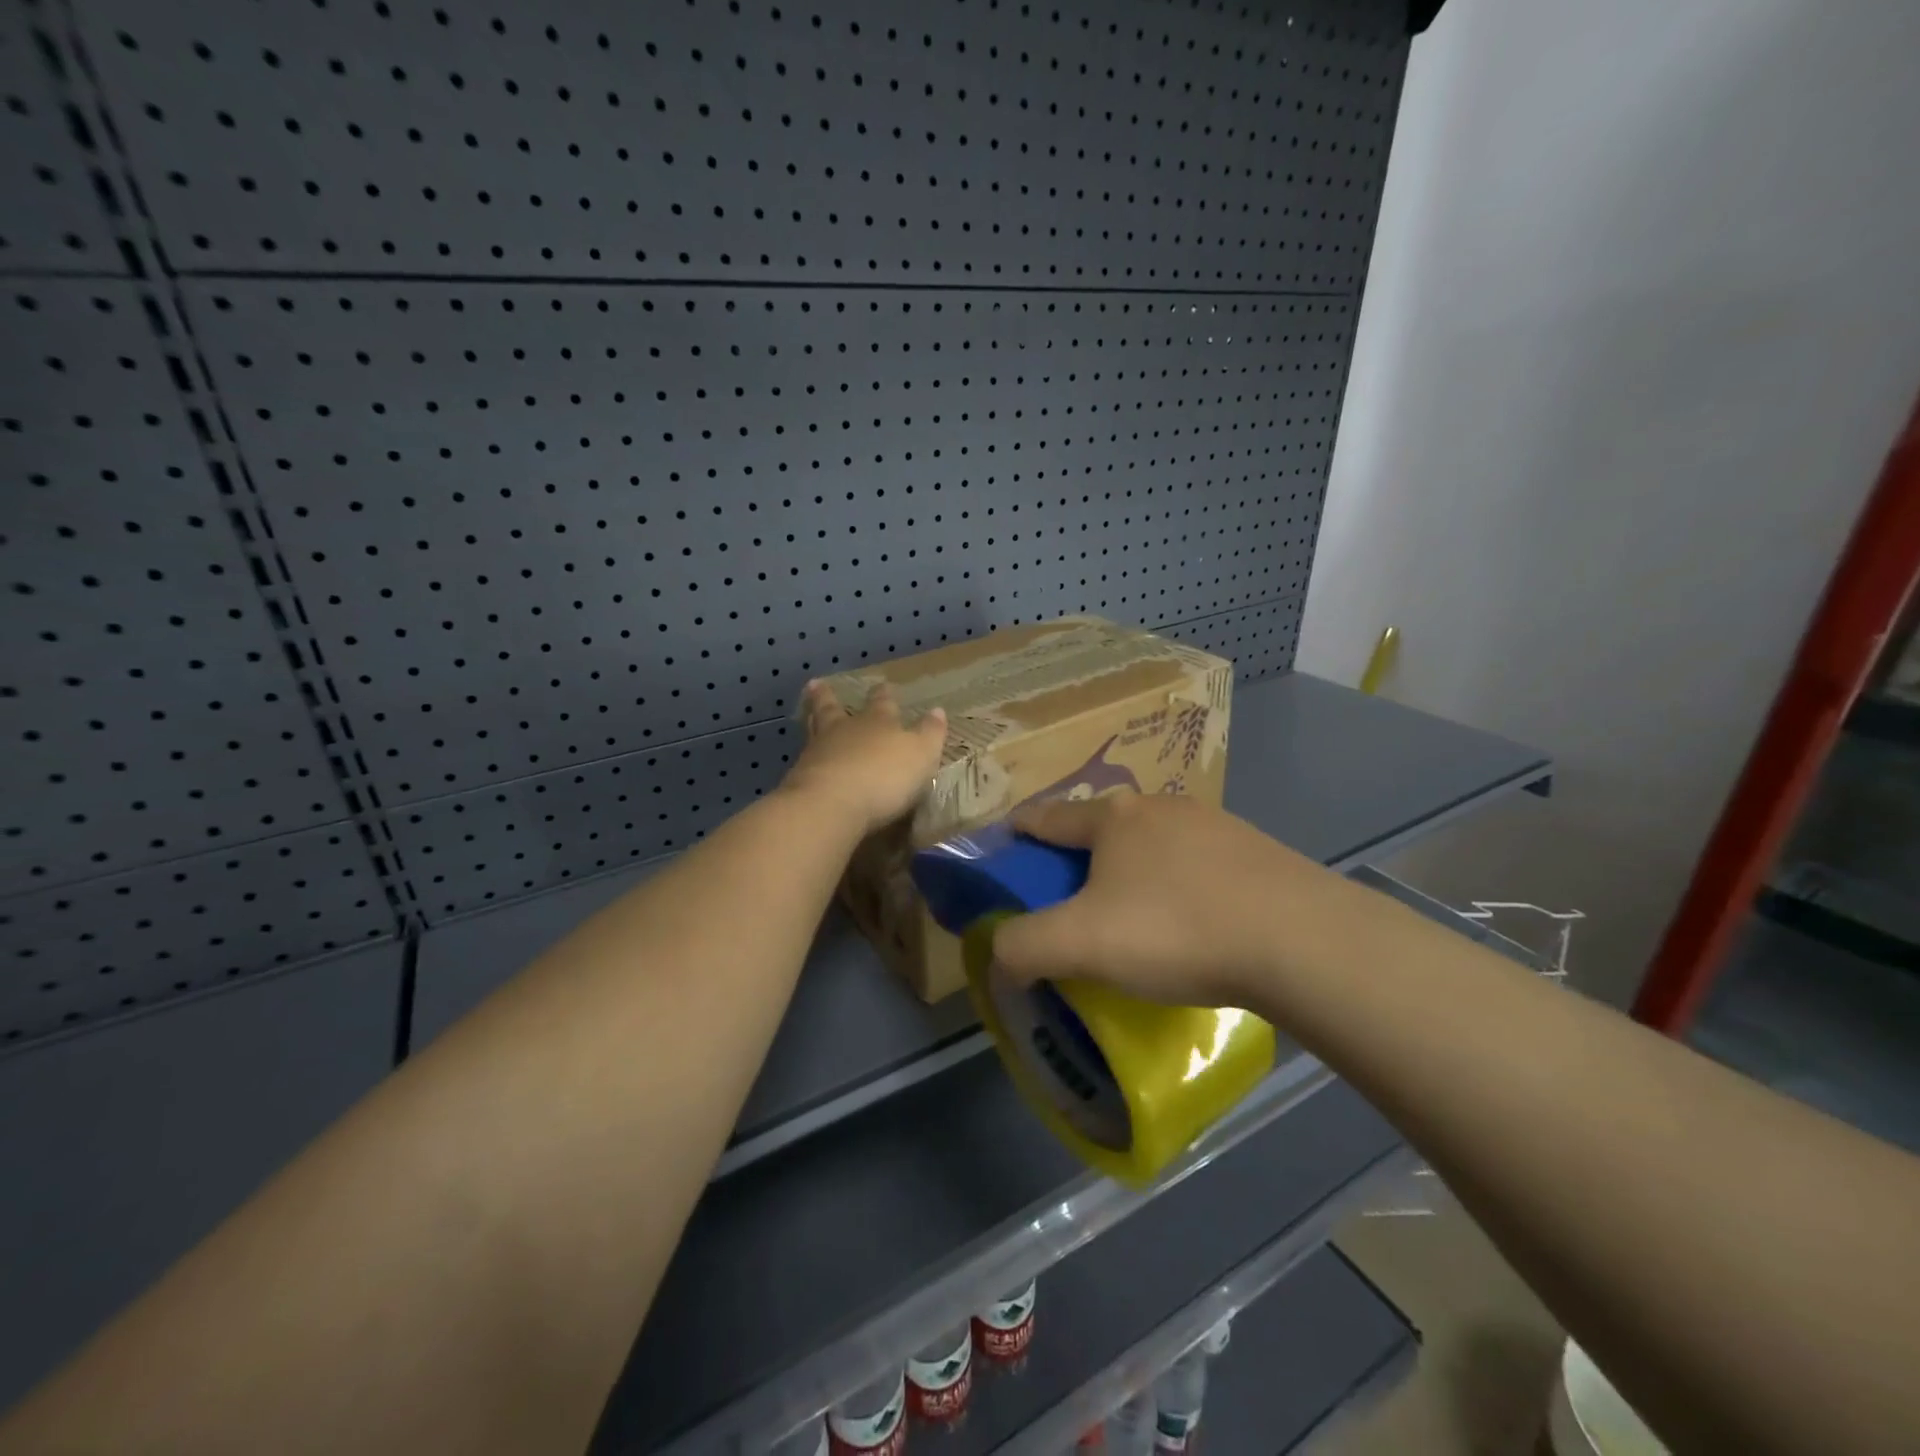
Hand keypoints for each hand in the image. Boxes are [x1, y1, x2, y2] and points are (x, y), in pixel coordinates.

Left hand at [784, 680, 948, 835]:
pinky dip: (807, 755)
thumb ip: (930, 733)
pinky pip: (805, 759)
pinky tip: (806, 758)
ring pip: (814, 729)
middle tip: (817, 684)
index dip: (883, 694)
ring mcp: (818, 752)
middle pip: (834, 708)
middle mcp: (845, 730)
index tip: (882, 684)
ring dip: (812, 718)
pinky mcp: (801, 777)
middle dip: (829, 696)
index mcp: (878, 721)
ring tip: (808, 712)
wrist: (831, 804)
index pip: (882, 702)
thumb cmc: (884, 776)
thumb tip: (937, 710)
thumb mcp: (921, 754)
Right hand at [991, 794, 1348, 1010]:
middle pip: (1100, 829)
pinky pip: (1195, 865)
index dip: (1020, 831)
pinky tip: (1190, 921)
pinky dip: (1177, 885)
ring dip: (1131, 871)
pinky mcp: (1254, 851)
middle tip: (1069, 901)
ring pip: (1151, 845)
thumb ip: (1022, 948)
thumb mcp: (1080, 944)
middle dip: (1078, 858)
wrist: (1301, 940)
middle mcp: (1159, 807)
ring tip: (1132, 916)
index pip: (1047, 817)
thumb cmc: (1175, 929)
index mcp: (1112, 818)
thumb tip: (998, 958)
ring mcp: (1213, 824)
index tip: (1006, 847)